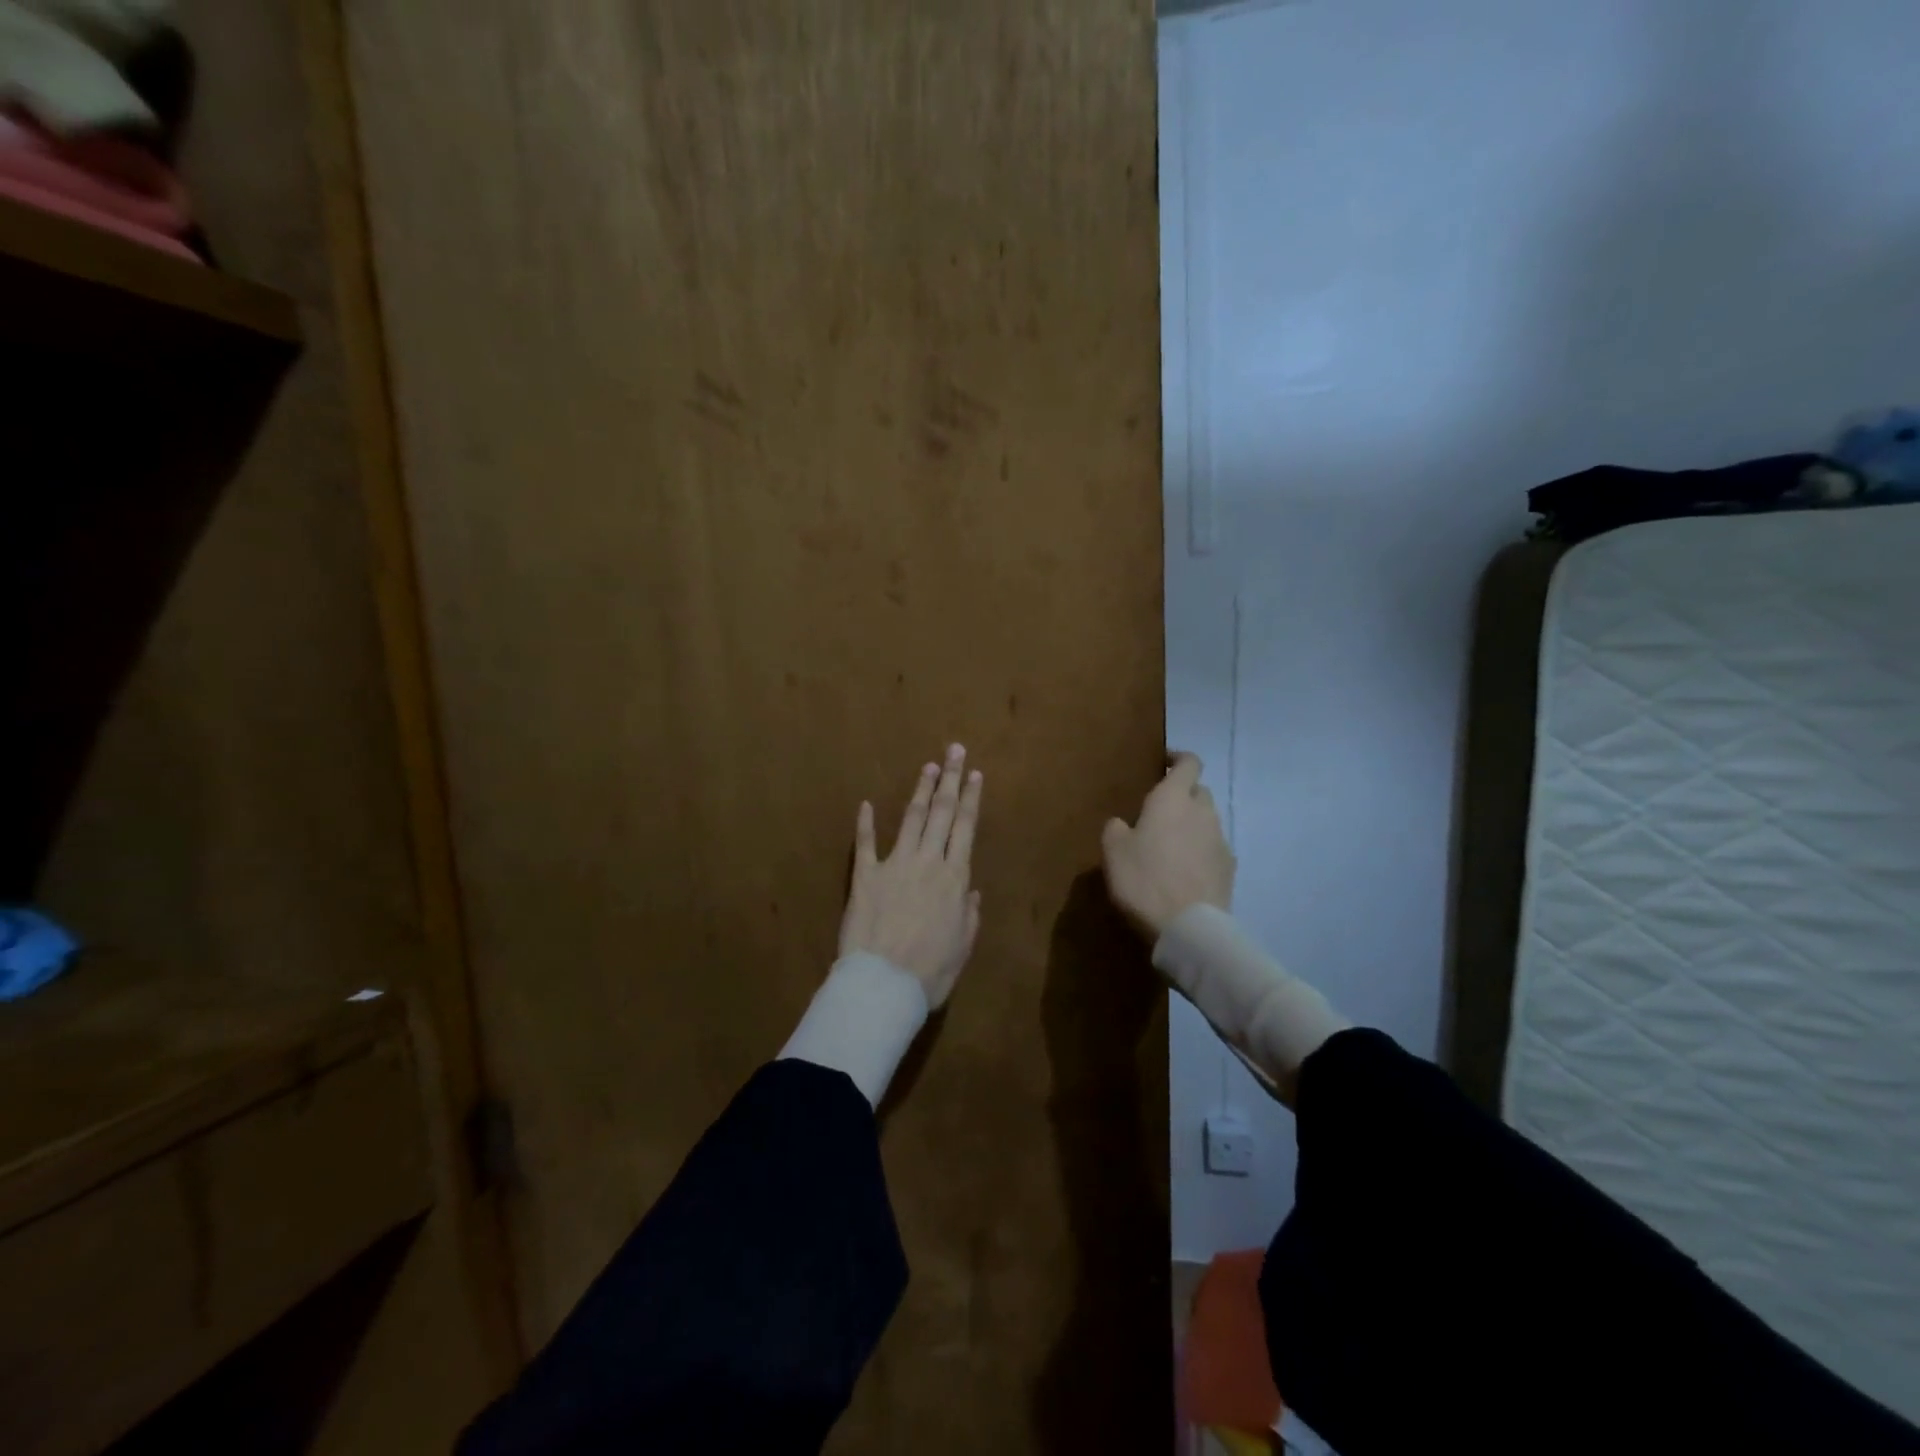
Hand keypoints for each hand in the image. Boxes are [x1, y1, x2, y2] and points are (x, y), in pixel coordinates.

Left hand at [839, 744, 983, 1007]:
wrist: (883, 983)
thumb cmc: (931, 971)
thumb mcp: (962, 946)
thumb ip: (969, 915)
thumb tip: (972, 891)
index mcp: (955, 878)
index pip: (965, 828)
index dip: (971, 798)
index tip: (975, 773)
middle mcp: (928, 862)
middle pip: (941, 813)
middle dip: (950, 779)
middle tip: (954, 750)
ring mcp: (895, 865)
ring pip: (910, 819)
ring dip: (919, 791)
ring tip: (928, 767)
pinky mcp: (865, 876)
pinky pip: (865, 844)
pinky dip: (864, 823)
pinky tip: (865, 804)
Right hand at [1101, 752, 1234, 939]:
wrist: (1188, 927)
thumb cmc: (1144, 880)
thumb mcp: (1113, 851)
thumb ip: (1116, 828)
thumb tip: (1123, 823)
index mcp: (1173, 799)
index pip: (1189, 763)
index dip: (1178, 760)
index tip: (1164, 764)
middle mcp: (1202, 812)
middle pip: (1199, 791)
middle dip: (1183, 795)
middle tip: (1159, 812)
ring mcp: (1220, 840)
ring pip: (1207, 821)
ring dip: (1191, 826)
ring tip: (1169, 846)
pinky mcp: (1230, 868)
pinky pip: (1213, 849)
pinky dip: (1200, 852)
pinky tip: (1184, 871)